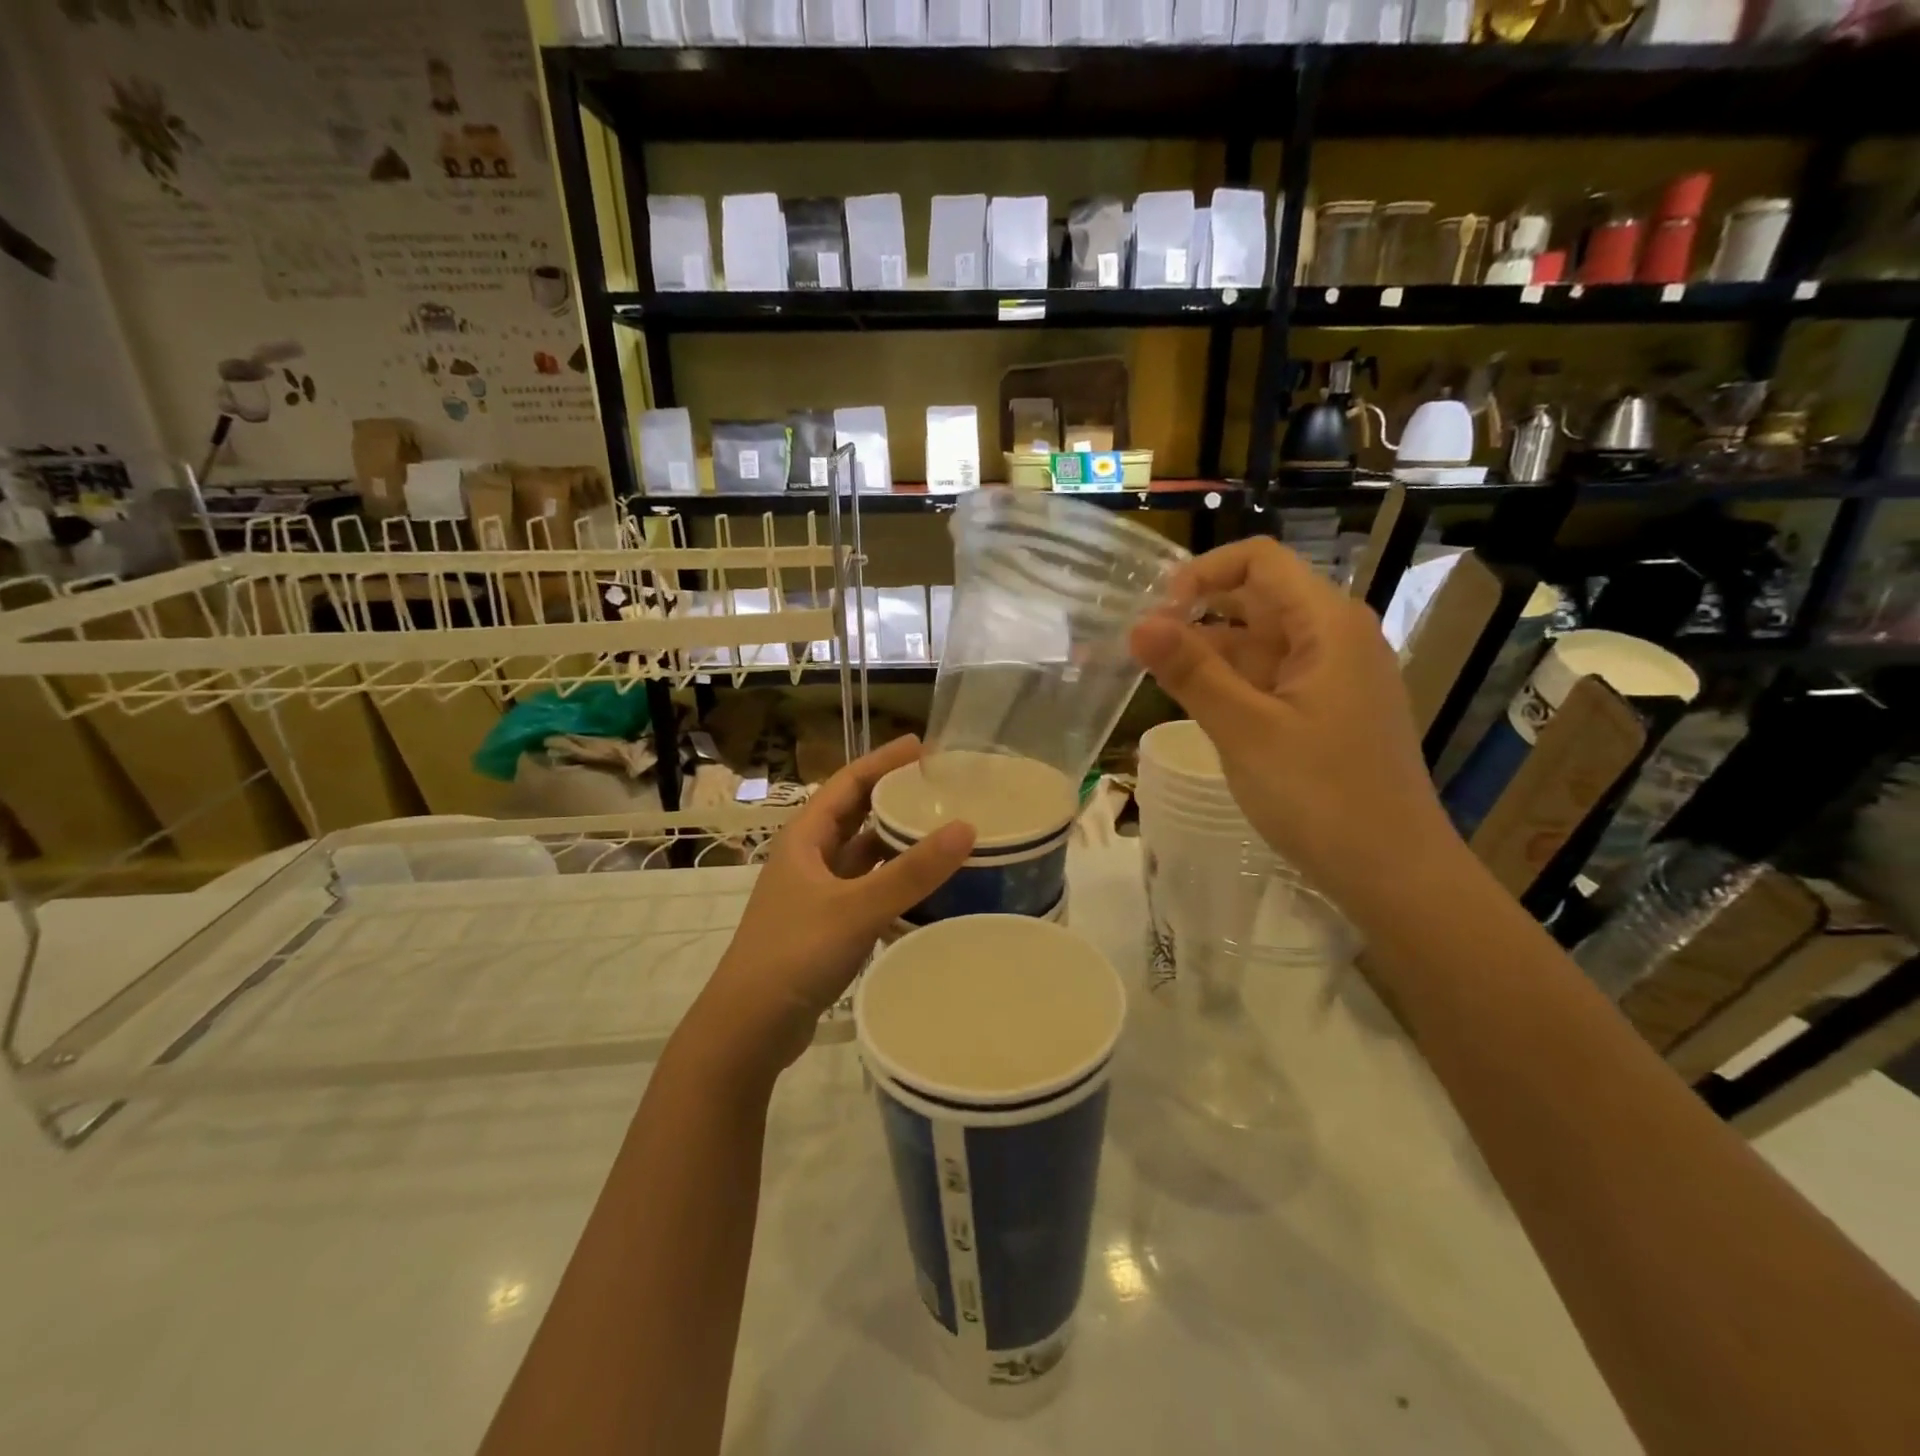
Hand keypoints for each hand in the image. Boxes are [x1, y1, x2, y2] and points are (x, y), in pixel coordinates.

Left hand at [695, 735, 975, 1073]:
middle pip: (856, 815)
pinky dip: (892, 885)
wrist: (748, 1028)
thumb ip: (912, 871)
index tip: (926, 747)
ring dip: (895, 844)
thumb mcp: (856, 907)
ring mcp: (814, 895)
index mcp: (805, 838)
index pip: (848, 782)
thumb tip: (967, 827)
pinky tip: (925, 892)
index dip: (884, 761)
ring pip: (862, 857)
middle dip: (895, 799)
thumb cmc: (795, 954)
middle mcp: (808, 858)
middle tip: (943, 791)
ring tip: (942, 834)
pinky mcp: (824, 927)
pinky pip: (865, 891)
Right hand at [1130, 538, 1459, 914]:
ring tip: (1153, 675)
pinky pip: (1268, 677)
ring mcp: (1331, 676)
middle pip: (1257, 599)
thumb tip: (1138, 623)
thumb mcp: (1246, 731)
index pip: (1260, 561)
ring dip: (1208, 651)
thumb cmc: (1322, 796)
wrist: (1393, 872)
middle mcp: (1334, 638)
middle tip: (1140, 644)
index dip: (1203, 573)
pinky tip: (1193, 701)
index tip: (1156, 611)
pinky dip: (1229, 682)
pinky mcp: (1323, 710)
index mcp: (1327, 625)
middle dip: (1197, 613)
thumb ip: (1191, 673)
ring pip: (1258, 642)